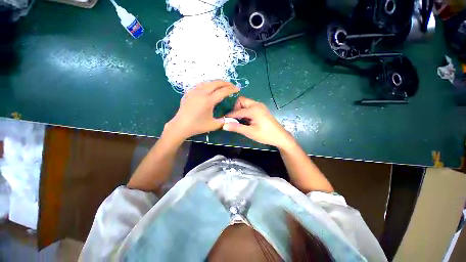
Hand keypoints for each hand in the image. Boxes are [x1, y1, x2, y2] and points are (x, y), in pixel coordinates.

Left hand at [165, 81, 239, 140]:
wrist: (180, 126)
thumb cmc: (197, 126)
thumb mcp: (213, 125)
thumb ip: (224, 120)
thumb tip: (231, 118)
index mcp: (208, 101)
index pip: (223, 91)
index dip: (231, 89)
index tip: (237, 88)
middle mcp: (201, 93)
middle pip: (215, 83)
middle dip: (225, 83)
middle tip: (231, 85)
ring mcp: (194, 91)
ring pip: (208, 82)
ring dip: (217, 82)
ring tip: (223, 85)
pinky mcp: (189, 92)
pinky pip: (200, 84)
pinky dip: (208, 84)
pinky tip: (210, 88)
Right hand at [223, 96, 294, 148]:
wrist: (280, 136)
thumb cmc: (265, 135)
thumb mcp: (250, 132)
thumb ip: (237, 128)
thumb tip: (224, 125)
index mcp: (254, 109)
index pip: (237, 111)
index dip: (230, 116)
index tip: (223, 120)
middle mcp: (257, 105)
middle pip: (241, 101)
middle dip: (236, 109)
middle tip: (235, 119)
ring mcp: (260, 106)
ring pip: (246, 103)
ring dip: (241, 110)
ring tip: (241, 121)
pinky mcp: (262, 109)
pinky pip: (250, 106)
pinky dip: (246, 111)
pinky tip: (247, 120)